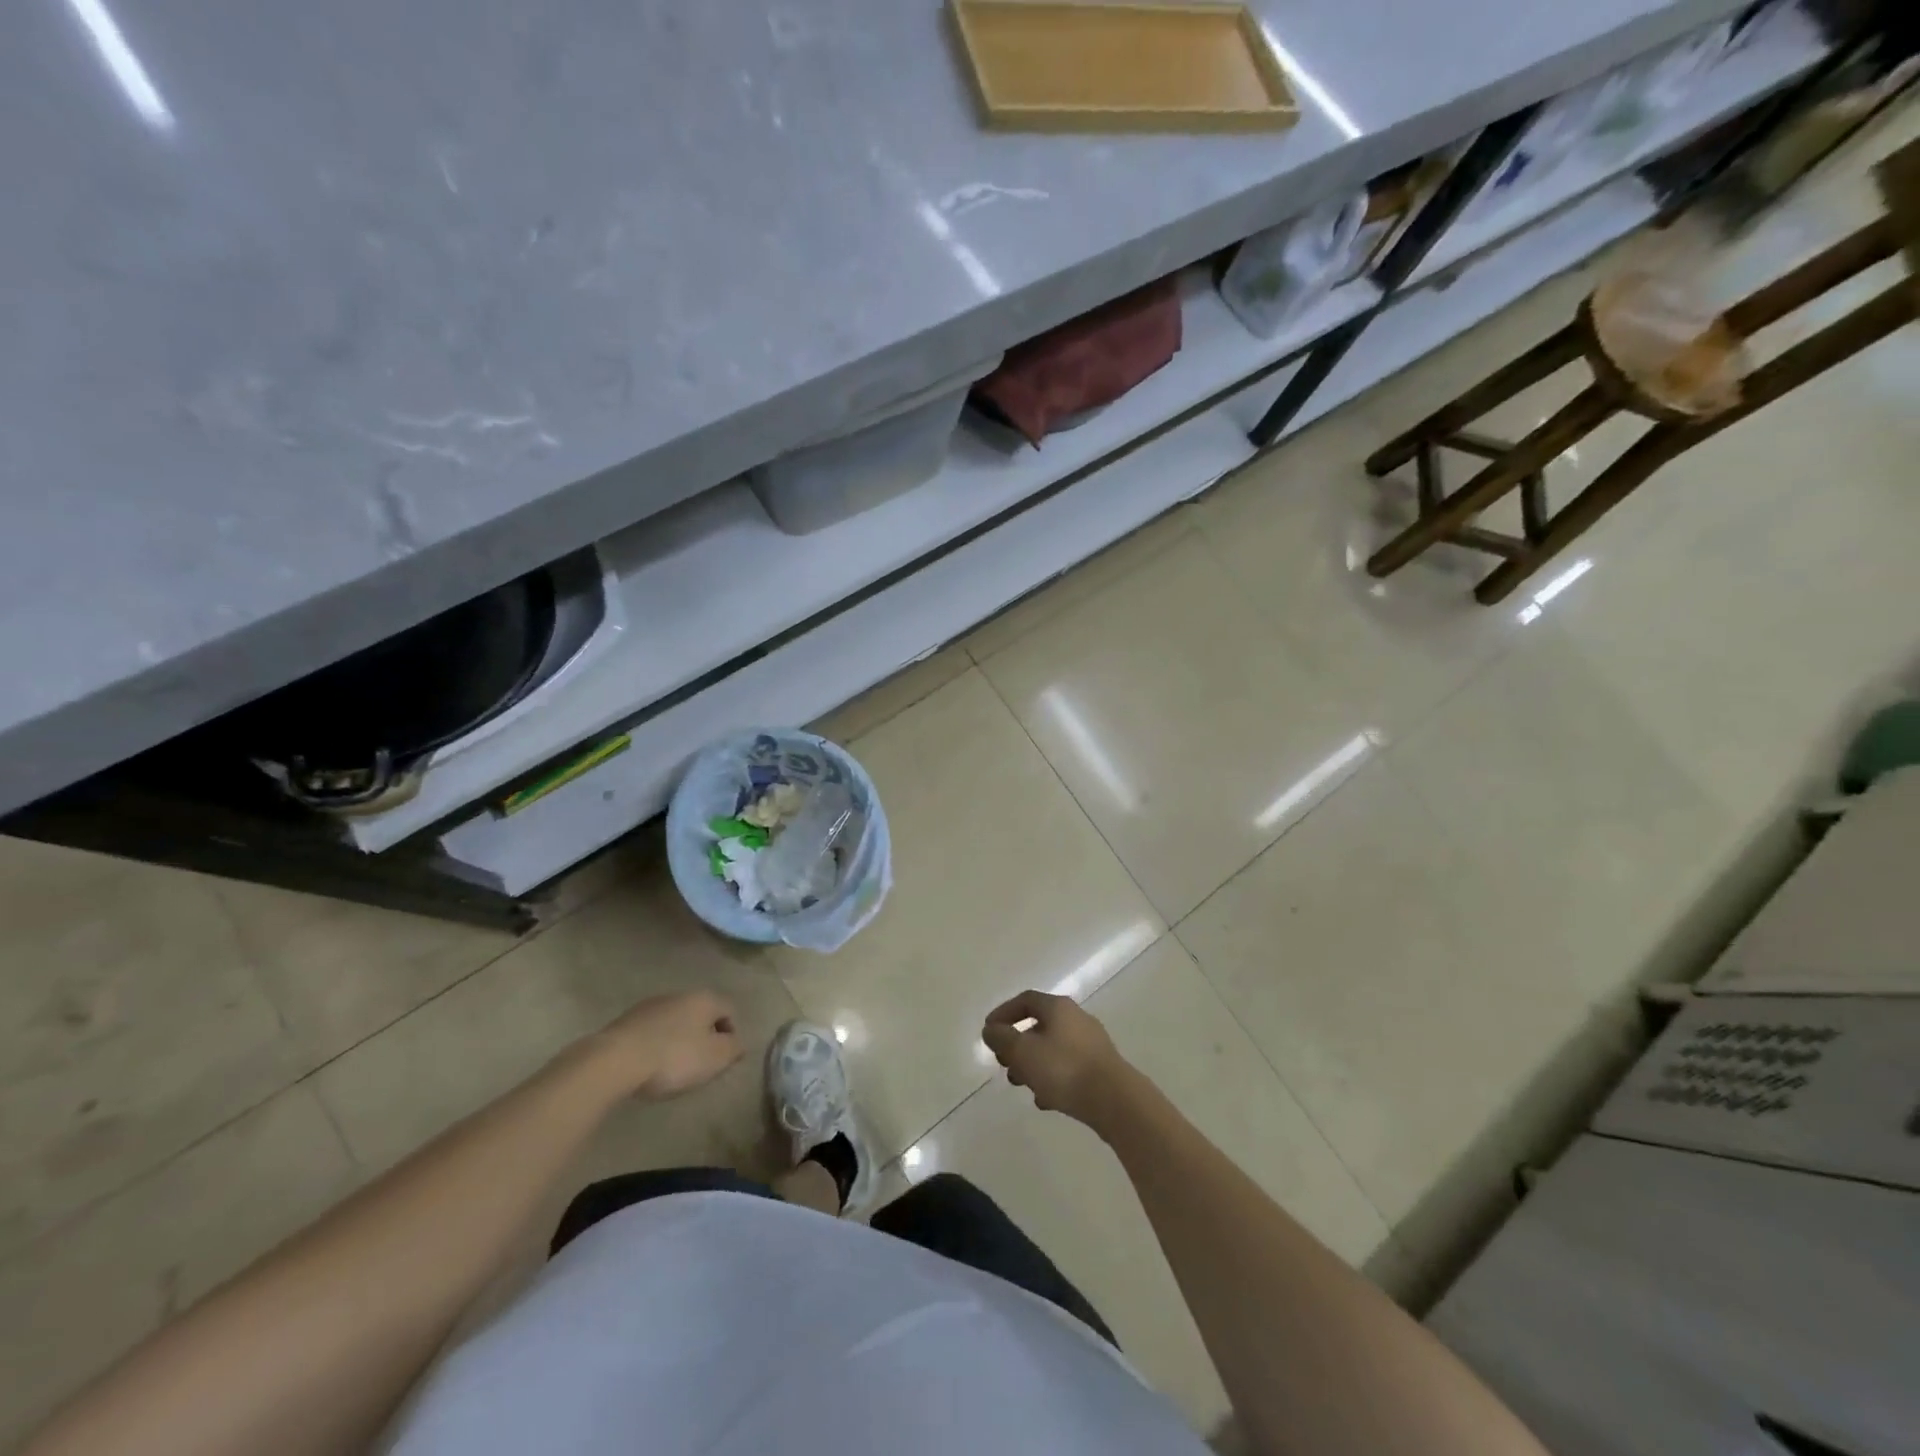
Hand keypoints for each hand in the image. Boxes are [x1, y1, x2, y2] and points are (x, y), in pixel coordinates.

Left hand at [589, 990, 742, 1098]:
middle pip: (702, 1015)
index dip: (731, 1036)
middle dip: (704, 1037)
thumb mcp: (715, 1058)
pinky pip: (652, 1031)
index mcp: (705, 999)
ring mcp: (651, 1005)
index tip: (722, 1061)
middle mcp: (680, 994)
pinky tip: (649, 1065)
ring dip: (679, 1040)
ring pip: (675, 1021)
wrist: (615, 1061)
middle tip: (700, 1065)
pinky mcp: (626, 1020)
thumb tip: (738, 1042)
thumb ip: (733, 1048)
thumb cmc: (674, 1057)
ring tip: (672, 1068)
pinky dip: (656, 1045)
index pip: (730, 1011)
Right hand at [981, 991, 1138, 1128]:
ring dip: (1032, 1064)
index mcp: (1058, 1008)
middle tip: (1003, 1063)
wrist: (1115, 1100)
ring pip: (1053, 1049)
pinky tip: (1044, 1100)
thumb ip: (1002, 1039)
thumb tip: (990, 1029)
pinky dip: (1052, 1079)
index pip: (1025, 1000)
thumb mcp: (1023, 1052)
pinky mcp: (1100, 1068)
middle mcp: (1076, 1019)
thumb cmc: (1064, 1069)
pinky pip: (1068, 1068)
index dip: (1004, 1013)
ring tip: (1021, 1084)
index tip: (989, 1032)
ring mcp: (1091, 1043)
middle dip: (1017, 1045)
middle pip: (1039, 1025)